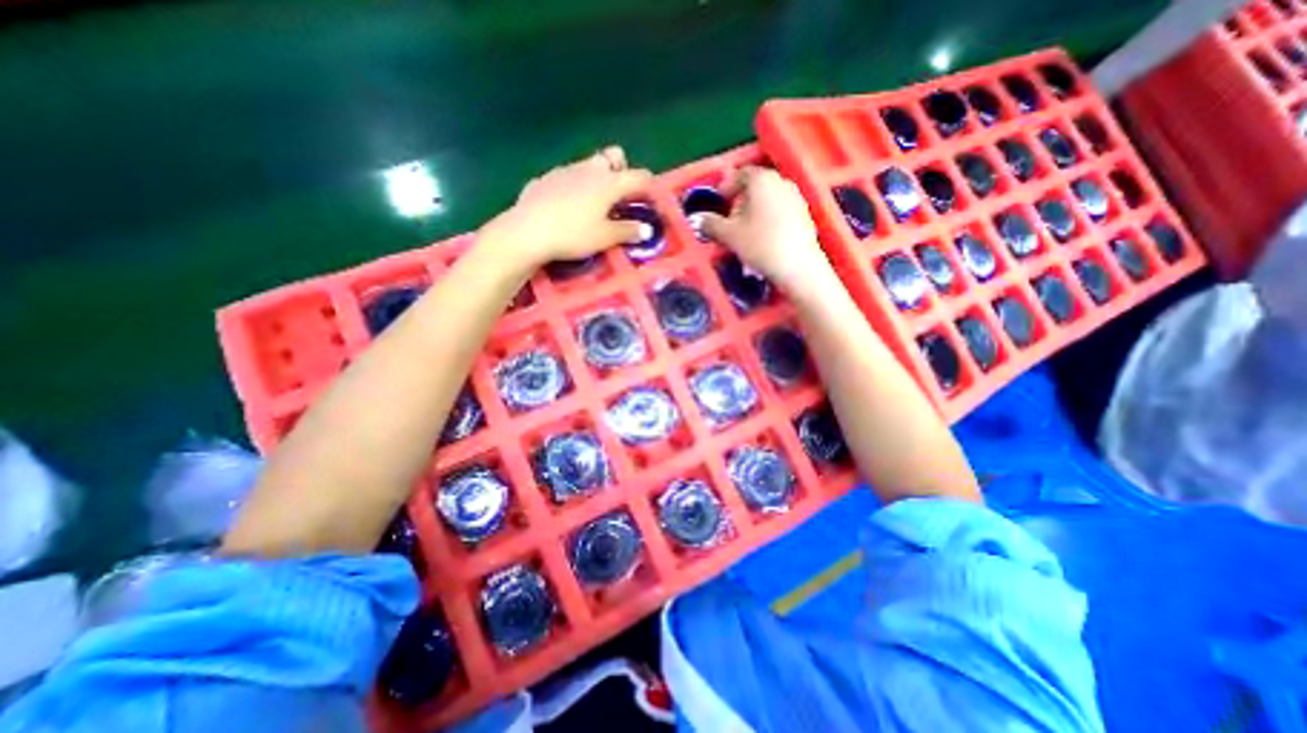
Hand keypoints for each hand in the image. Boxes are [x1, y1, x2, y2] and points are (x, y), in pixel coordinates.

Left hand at [478, 144, 652, 265]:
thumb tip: (646, 230)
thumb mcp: (605, 238)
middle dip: (621, 170)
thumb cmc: (573, 234)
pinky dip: (573, 187)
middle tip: (619, 195)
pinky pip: (566, 177)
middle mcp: (589, 169)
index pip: (639, 176)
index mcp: (609, 182)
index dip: (649, 187)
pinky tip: (566, 207)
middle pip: (613, 157)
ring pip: (588, 165)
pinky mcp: (545, 179)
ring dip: (597, 178)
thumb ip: (628, 232)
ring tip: (593, 204)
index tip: (649, 201)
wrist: (527, 231)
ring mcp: (565, 170)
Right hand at [699, 166, 830, 298]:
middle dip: (741, 200)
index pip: (741, 174)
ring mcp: (796, 197)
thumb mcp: (729, 235)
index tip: (719, 200)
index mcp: (762, 179)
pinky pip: (781, 210)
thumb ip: (711, 224)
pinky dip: (769, 218)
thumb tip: (700, 219)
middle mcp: (781, 181)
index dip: (727, 186)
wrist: (797, 266)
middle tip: (730, 218)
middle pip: (756, 186)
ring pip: (769, 198)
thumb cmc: (759, 244)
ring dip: (755, 210)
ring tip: (745, 230)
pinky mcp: (805, 215)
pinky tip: (763, 237)